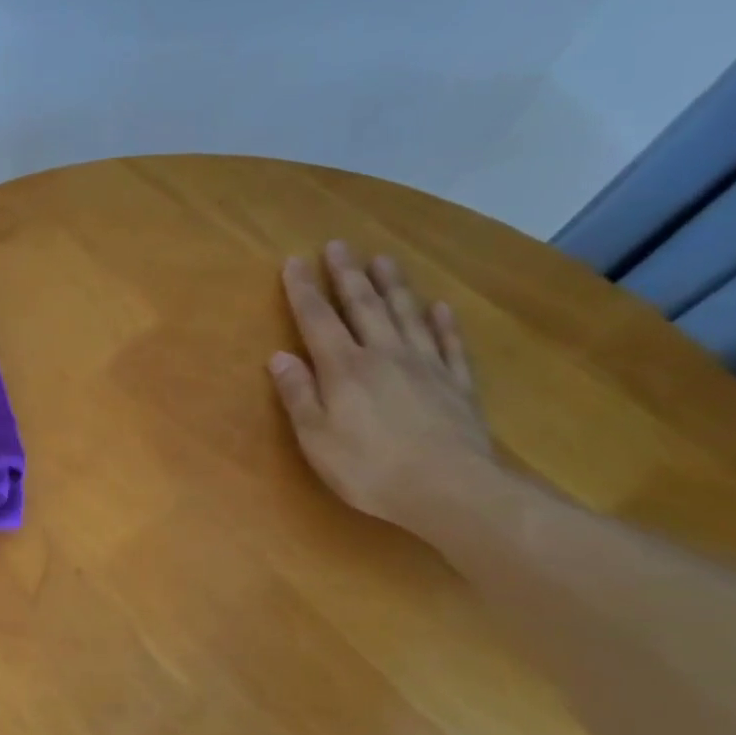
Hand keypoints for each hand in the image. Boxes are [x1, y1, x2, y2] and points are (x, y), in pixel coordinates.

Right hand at [268, 240, 496, 529]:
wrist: (450, 490)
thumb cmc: (368, 468)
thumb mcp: (316, 437)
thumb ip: (298, 394)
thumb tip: (278, 356)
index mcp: (344, 369)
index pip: (317, 320)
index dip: (304, 290)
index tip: (294, 261)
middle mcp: (384, 356)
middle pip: (364, 306)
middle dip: (347, 275)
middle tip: (339, 245)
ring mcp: (426, 367)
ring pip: (407, 315)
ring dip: (393, 286)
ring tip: (384, 260)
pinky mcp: (457, 385)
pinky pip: (450, 345)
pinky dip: (443, 323)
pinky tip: (439, 307)